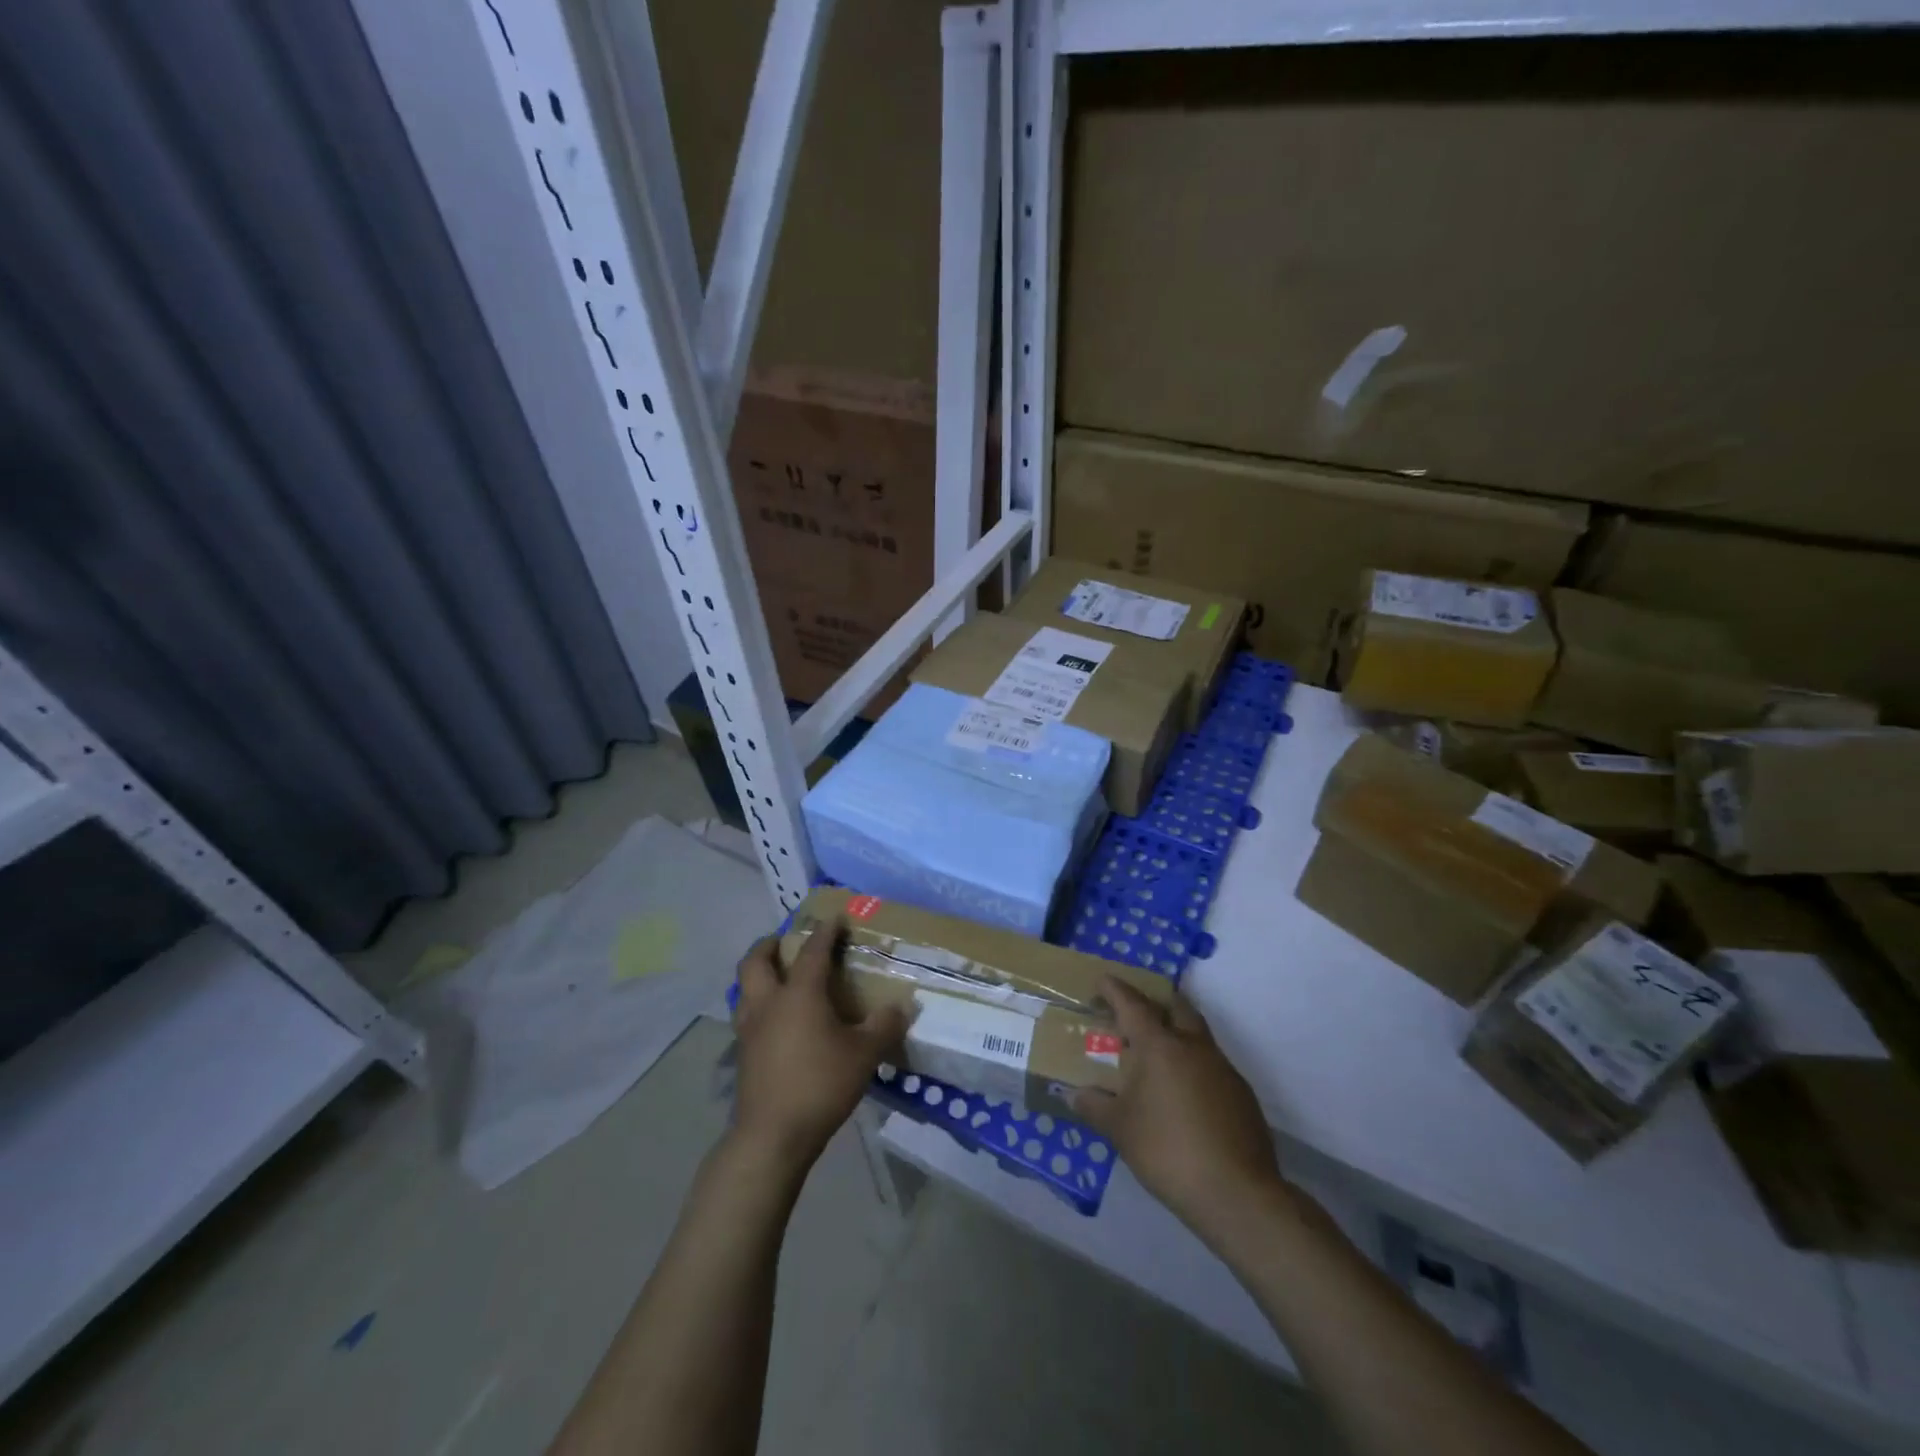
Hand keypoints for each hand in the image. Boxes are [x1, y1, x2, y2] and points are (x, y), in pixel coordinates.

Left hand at [731, 922, 907, 1177]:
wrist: (772, 1136)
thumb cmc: (820, 1084)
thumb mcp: (864, 1054)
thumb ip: (884, 1026)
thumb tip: (902, 1006)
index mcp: (799, 994)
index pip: (813, 951)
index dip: (825, 932)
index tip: (834, 918)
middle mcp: (769, 1003)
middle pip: (756, 962)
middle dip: (769, 945)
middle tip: (786, 941)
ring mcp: (750, 1029)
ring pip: (744, 988)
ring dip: (759, 974)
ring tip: (778, 977)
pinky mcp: (743, 1054)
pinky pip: (747, 1015)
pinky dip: (759, 1005)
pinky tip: (777, 1020)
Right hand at [1072, 977, 1280, 1237]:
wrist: (1236, 1193)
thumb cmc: (1168, 1151)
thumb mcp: (1120, 1130)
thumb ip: (1095, 1106)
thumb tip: (1075, 1094)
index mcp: (1160, 1046)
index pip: (1133, 1004)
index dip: (1115, 990)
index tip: (1102, 980)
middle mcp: (1193, 1046)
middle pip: (1175, 1006)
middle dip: (1155, 1001)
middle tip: (1134, 1011)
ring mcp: (1222, 1068)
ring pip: (1197, 1033)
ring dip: (1177, 1031)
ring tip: (1156, 1054)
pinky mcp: (1241, 1094)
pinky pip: (1212, 1063)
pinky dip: (1193, 1064)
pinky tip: (1183, 1092)